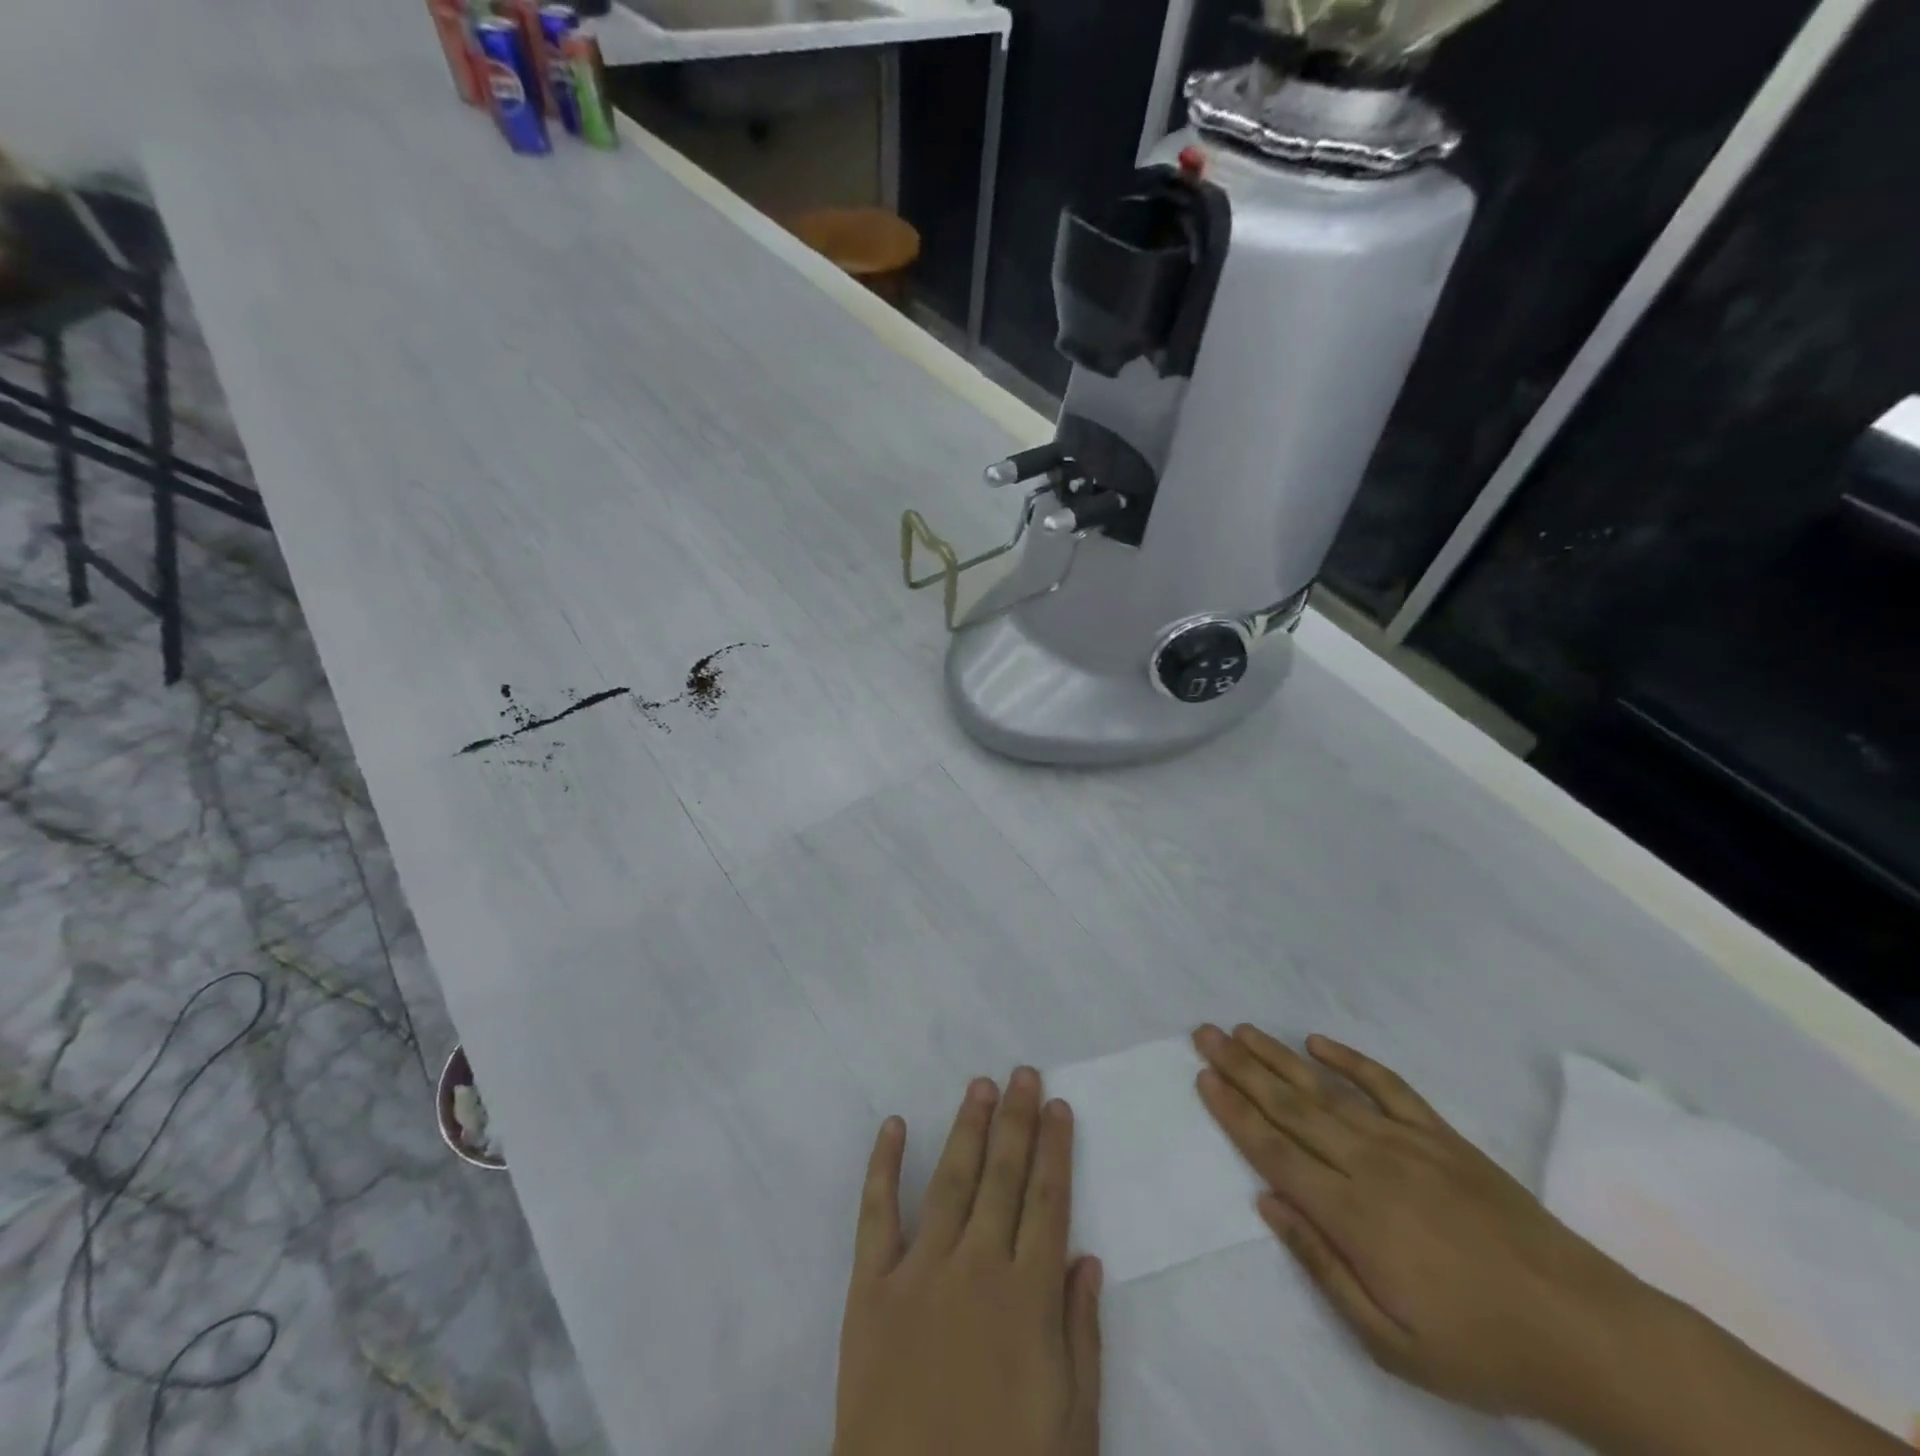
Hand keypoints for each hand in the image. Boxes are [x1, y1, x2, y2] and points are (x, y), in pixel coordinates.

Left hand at [833, 1067, 1103, 1455]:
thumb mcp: (1072, 1423)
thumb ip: (1080, 1335)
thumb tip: (1087, 1258)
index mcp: (1028, 1296)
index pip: (1047, 1200)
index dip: (1054, 1148)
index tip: (1057, 1105)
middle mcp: (977, 1266)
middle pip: (1003, 1176)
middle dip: (1016, 1120)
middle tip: (1023, 1073)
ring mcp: (920, 1271)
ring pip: (952, 1180)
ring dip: (967, 1128)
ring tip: (980, 1086)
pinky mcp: (871, 1287)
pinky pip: (877, 1214)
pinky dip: (885, 1166)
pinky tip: (895, 1126)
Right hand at [1192, 1024, 1645, 1422]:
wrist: (1587, 1332)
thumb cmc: (1481, 1348)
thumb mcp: (1391, 1341)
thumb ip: (1322, 1267)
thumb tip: (1267, 1204)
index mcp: (1352, 1215)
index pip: (1274, 1150)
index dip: (1234, 1111)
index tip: (1203, 1077)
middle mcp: (1369, 1164)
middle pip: (1290, 1106)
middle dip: (1242, 1068)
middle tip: (1206, 1033)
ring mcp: (1408, 1143)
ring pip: (1327, 1089)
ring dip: (1279, 1057)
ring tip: (1243, 1030)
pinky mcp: (1442, 1136)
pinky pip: (1387, 1086)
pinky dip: (1351, 1060)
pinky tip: (1319, 1042)